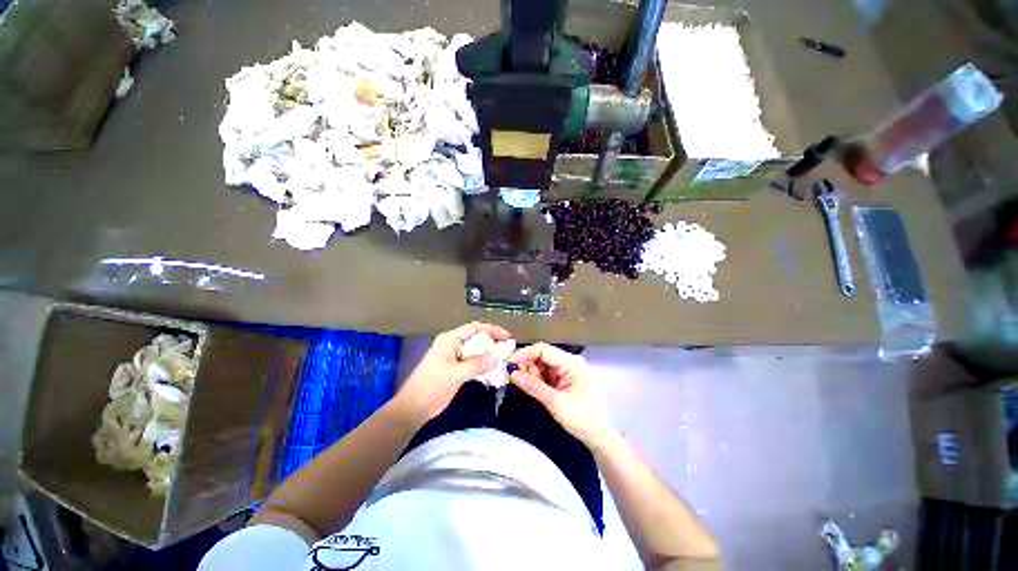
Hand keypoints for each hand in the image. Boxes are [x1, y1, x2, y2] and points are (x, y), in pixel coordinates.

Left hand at [394, 322, 509, 422]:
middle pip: (476, 337)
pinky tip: (492, 369)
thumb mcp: (456, 374)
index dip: (492, 330)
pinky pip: (472, 361)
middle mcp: (452, 344)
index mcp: (449, 340)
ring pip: (475, 350)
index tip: (507, 337)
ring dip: (488, 353)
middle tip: (507, 349)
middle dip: (492, 342)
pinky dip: (482, 363)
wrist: (412, 408)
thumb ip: (478, 364)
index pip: (474, 328)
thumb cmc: (431, 387)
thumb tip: (498, 356)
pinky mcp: (454, 367)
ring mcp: (452, 356)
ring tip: (503, 358)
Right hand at [508, 343, 612, 446]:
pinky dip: (535, 377)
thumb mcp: (555, 402)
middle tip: (512, 374)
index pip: (544, 350)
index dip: (525, 354)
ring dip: (529, 371)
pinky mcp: (562, 378)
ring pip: (541, 363)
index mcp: (571, 363)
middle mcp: (568, 361)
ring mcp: (565, 369)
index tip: (509, 363)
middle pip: (541, 355)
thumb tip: (512, 374)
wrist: (596, 435)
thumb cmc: (580, 418)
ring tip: (519, 381)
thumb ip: (533, 386)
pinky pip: (544, 372)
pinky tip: (528, 384)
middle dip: (526, 363)